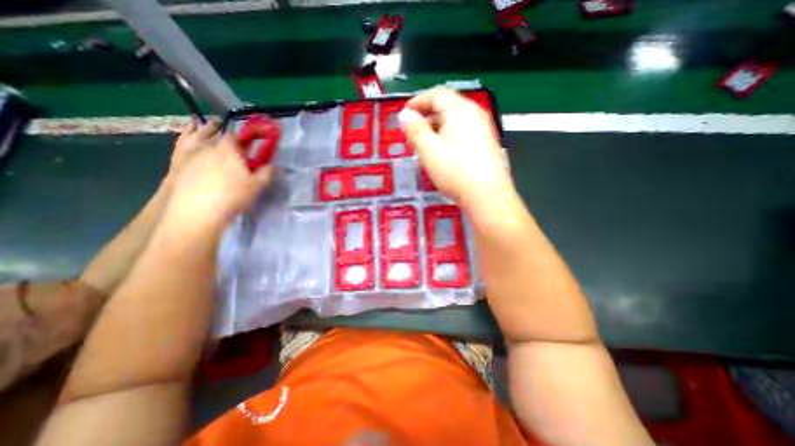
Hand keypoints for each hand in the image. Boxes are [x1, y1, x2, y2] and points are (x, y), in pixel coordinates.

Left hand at [165, 128, 273, 231]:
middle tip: (231, 133)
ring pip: (198, 133)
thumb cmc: (233, 196)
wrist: (198, 211)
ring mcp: (190, 151)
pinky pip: (182, 141)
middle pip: (218, 133)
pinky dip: (187, 133)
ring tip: (209, 123)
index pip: (237, 135)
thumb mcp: (257, 186)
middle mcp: (209, 145)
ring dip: (205, 128)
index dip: (245, 136)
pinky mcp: (177, 160)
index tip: (251, 140)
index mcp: (229, 149)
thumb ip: (266, 171)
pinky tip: (189, 131)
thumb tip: (271, 163)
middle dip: (226, 131)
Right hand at [397, 87, 515, 211]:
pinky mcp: (485, 143)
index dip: (417, 102)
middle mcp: (474, 114)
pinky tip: (441, 153)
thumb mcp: (429, 150)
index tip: (404, 115)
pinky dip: (447, 137)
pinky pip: (462, 132)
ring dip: (435, 129)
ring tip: (424, 145)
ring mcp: (482, 129)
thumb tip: (405, 114)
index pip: (435, 95)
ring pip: (453, 121)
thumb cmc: (456, 171)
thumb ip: (415, 129)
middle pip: (446, 107)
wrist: (487, 195)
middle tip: (412, 133)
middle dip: (425, 117)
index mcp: (460, 110)